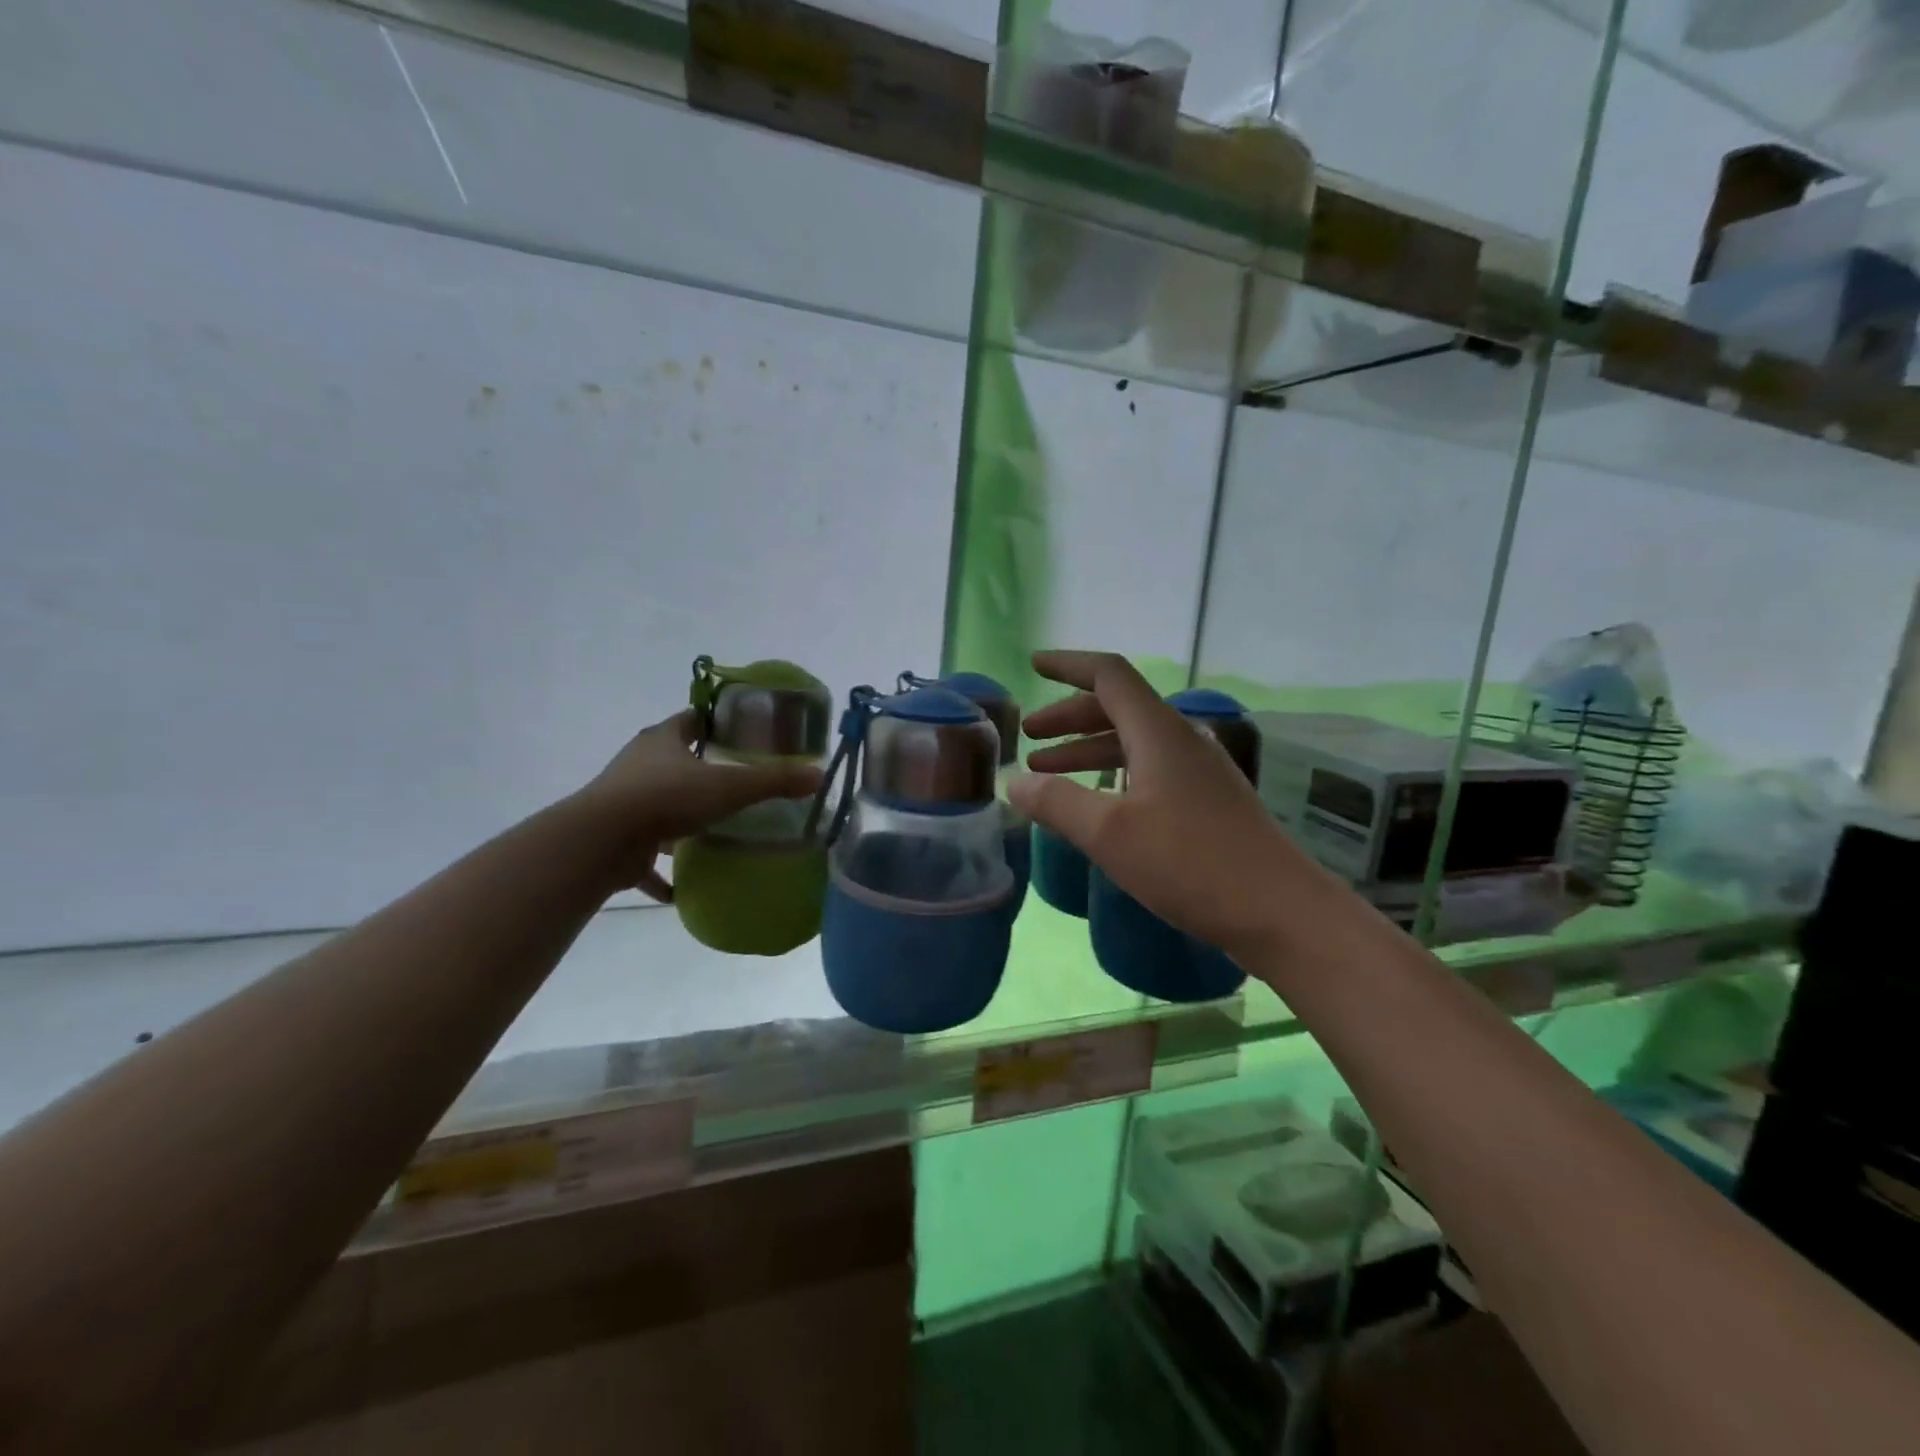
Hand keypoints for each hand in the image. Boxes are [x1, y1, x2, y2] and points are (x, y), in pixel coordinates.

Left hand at [574, 710, 823, 902]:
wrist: (602, 841)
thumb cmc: (667, 798)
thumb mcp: (730, 786)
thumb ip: (774, 781)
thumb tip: (819, 775)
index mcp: (663, 740)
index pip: (692, 719)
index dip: (716, 724)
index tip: (741, 735)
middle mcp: (639, 765)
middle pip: (674, 761)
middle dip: (701, 771)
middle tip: (737, 784)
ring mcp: (623, 802)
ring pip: (657, 806)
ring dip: (680, 820)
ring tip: (714, 833)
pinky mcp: (616, 841)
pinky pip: (643, 857)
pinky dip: (660, 872)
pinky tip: (681, 888)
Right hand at [1011, 651, 1319, 961]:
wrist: (1281, 911)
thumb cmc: (1190, 863)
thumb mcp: (1109, 833)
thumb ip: (1056, 802)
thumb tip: (1015, 782)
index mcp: (1158, 732)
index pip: (1109, 676)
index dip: (1068, 666)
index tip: (1034, 665)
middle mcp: (1181, 739)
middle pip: (1119, 707)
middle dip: (1069, 716)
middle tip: (1031, 735)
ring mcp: (1200, 771)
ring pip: (1134, 741)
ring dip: (1088, 748)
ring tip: (1048, 770)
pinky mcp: (1209, 801)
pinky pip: (1150, 769)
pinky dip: (1114, 773)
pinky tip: (1099, 802)